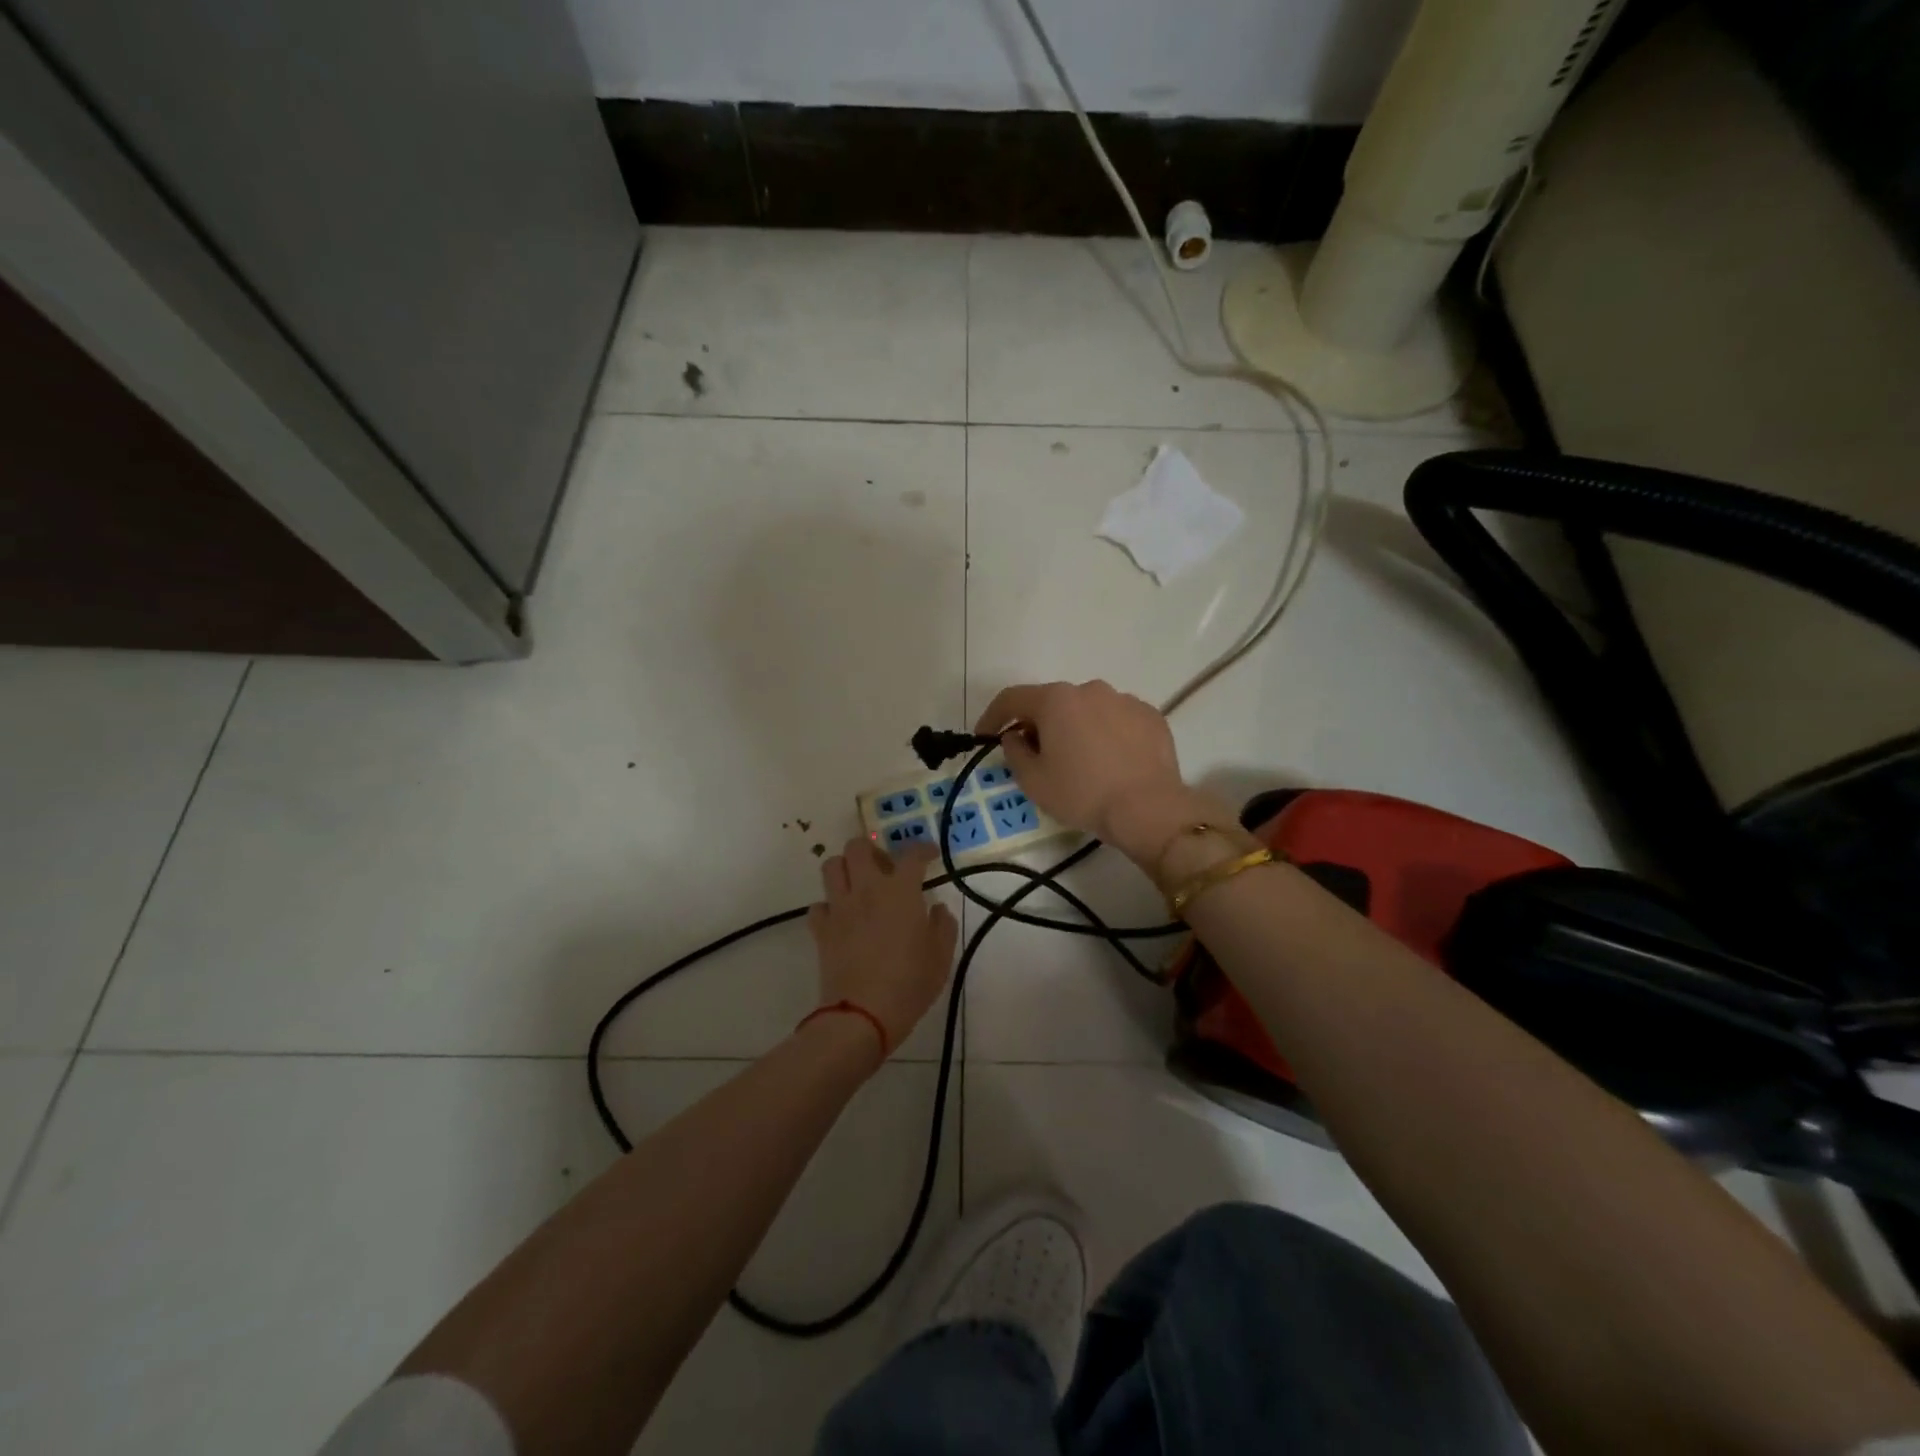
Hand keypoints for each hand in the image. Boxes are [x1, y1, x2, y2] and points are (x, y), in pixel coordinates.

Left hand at [807, 838, 959, 1055]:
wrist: (863, 1014)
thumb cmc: (909, 983)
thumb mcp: (941, 957)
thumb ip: (943, 926)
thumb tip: (937, 909)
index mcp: (900, 891)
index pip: (912, 854)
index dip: (923, 848)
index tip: (930, 854)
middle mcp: (867, 889)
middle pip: (858, 847)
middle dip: (872, 849)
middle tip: (885, 867)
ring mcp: (839, 908)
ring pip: (831, 866)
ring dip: (845, 868)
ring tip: (859, 884)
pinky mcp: (821, 929)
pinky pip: (818, 905)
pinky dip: (829, 906)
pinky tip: (841, 918)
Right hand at [974, 680, 1221, 865]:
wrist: (1148, 809)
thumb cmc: (1082, 794)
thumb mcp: (1033, 780)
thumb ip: (1014, 751)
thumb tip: (1015, 736)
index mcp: (1056, 700)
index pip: (1012, 698)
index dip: (992, 716)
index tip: (984, 736)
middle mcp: (1090, 689)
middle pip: (1053, 703)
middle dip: (1039, 724)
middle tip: (1035, 755)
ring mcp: (1124, 700)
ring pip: (1088, 710)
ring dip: (1076, 728)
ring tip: (1079, 761)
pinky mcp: (1151, 716)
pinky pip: (1117, 720)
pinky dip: (1107, 734)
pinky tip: (1111, 762)